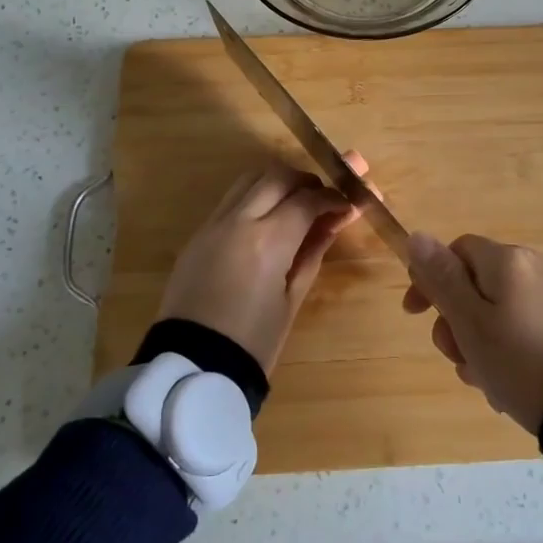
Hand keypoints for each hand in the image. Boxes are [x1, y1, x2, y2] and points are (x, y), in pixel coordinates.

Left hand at [157, 157, 361, 372]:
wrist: (193, 365)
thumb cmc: (253, 342)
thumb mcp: (292, 298)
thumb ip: (313, 251)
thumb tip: (334, 221)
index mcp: (268, 241)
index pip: (308, 199)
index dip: (333, 197)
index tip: (349, 204)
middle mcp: (239, 220)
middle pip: (277, 176)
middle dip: (306, 181)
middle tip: (324, 198)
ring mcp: (213, 224)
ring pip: (250, 179)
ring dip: (277, 182)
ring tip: (295, 204)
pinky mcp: (197, 233)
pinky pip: (231, 199)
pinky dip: (255, 197)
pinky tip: (267, 220)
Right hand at [402, 233, 542, 432]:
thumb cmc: (522, 361)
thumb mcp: (471, 323)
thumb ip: (442, 279)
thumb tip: (417, 236)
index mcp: (508, 260)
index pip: (456, 251)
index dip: (430, 278)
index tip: (415, 315)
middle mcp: (535, 266)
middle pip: (478, 284)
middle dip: (457, 321)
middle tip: (457, 359)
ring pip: (500, 311)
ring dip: (481, 342)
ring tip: (483, 382)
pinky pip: (527, 327)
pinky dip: (510, 350)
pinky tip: (508, 386)